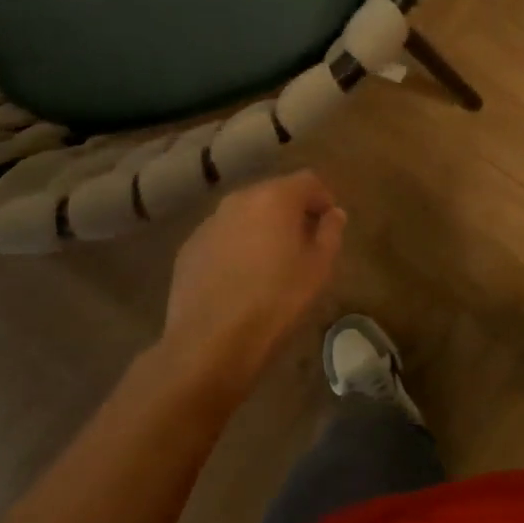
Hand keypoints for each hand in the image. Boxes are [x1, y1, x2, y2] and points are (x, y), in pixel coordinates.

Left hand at [160, 170, 346, 397]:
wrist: (210, 341)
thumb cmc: (276, 301)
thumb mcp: (319, 268)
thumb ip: (331, 232)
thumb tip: (334, 214)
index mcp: (275, 198)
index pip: (308, 180)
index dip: (323, 198)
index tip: (329, 224)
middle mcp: (239, 199)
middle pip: (274, 193)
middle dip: (291, 212)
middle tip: (303, 243)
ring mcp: (210, 222)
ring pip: (245, 214)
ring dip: (261, 228)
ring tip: (270, 262)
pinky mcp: (189, 247)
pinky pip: (222, 236)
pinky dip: (236, 246)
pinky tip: (240, 278)